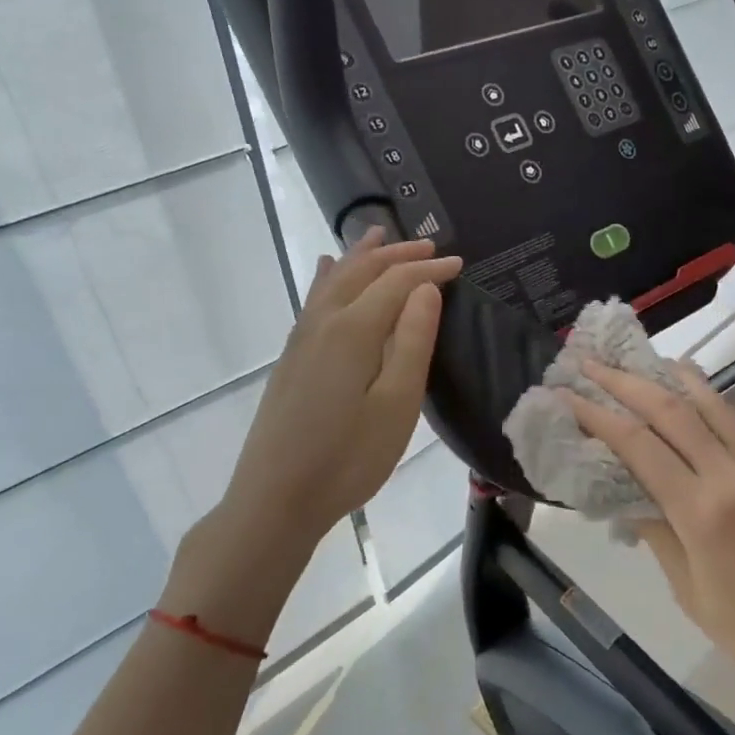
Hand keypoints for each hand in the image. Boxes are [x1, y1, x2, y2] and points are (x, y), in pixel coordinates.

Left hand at [164, 229, 460, 636]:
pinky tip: (327, 269)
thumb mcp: (396, 405)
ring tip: (379, 235)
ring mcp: (302, 339)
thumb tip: (425, 290)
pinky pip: (314, 298)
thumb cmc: (348, 458)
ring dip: (361, 256)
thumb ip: (411, 342)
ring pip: (334, 280)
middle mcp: (323, 322)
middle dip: (396, 253)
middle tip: (429, 245)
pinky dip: (329, 276)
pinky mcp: (292, 357)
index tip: (459, 263)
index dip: (429, 269)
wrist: (275, 499)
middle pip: (362, 271)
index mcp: (353, 330)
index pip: (396, 282)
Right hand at [566, 363, 734, 726]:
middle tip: (590, 364)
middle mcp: (733, 478)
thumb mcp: (689, 591)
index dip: (598, 415)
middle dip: (624, 383)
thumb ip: (656, 532)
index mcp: (702, 514)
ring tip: (638, 361)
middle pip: (671, 411)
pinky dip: (709, 398)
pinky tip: (691, 388)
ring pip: (710, 405)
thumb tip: (625, 491)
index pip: (638, 446)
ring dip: (669, 378)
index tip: (568, 395)